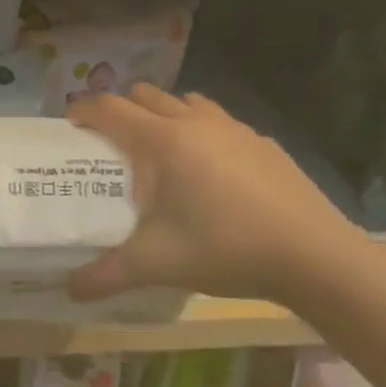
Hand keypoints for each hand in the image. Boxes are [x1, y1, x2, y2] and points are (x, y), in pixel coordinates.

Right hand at [66, 85, 365, 303]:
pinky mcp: (264, 143)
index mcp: (162, 141)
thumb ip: (106, 274)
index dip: (84, 110)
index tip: (71, 124)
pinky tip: (212, 172)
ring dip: (165, 115)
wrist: (316, 257)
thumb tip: (70, 290)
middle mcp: (195, 123)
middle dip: (123, 110)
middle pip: (146, 95)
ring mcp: (234, 129)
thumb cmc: (225, 248)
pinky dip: (203, 133)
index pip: (110, 108)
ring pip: (186, 102)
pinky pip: (221, 123)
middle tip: (113, 142)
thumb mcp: (156, 264)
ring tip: (161, 151)